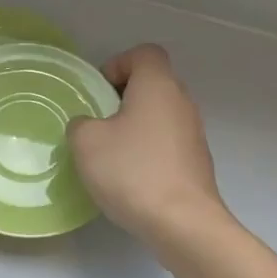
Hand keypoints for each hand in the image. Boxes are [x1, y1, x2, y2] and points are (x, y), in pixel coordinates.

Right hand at [68, 44, 226, 248]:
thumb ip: (80, 123)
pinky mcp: (196, 162)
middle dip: (122, 98)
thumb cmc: (132, 171)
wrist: (182, 223)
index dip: (118, 64)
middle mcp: (182, 102)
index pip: (144, 54)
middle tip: (97, 123)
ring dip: (135, 127)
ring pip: (159, 115)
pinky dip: (148, 151)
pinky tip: (130, 178)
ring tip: (110, 154)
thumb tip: (89, 125)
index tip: (98, 92)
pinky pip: (167, 143)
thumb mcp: (86, 142)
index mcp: (158, 86)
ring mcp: (194, 133)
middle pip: (152, 84)